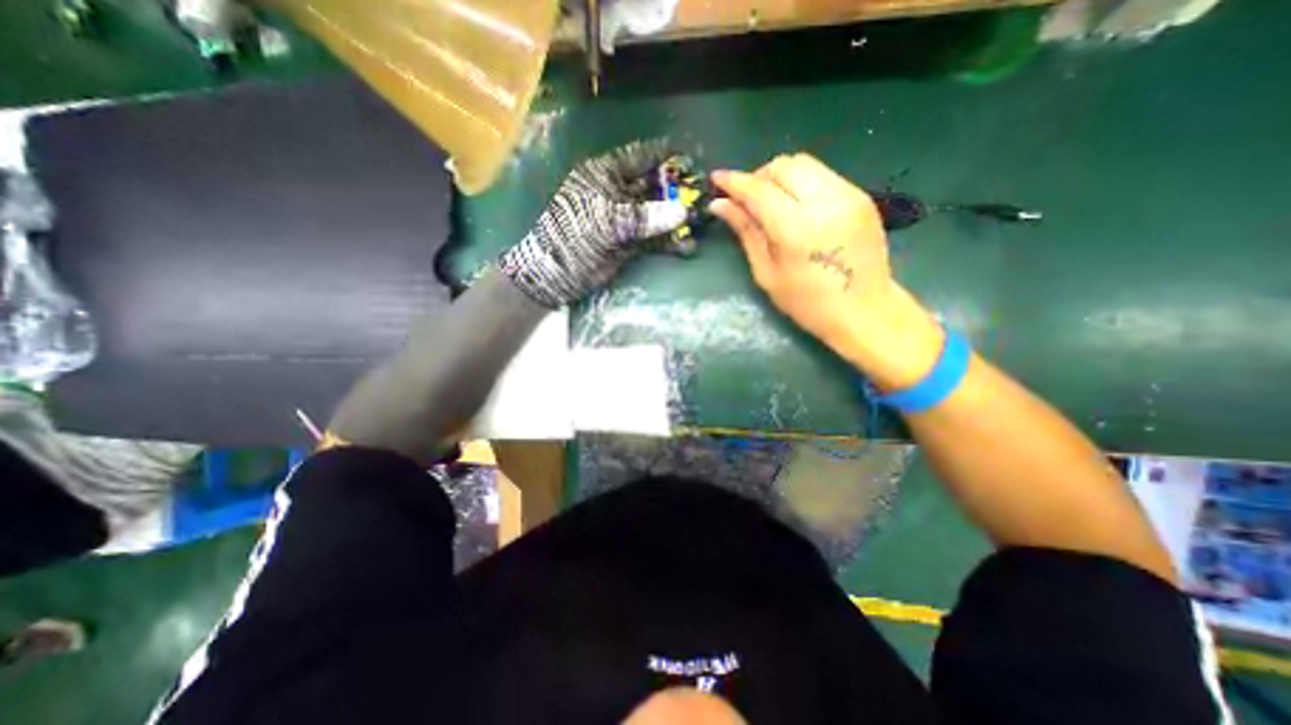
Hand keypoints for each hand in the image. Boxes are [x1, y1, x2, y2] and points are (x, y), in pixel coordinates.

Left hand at [497, 139, 691, 304]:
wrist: (557, 273)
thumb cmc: (575, 237)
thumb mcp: (608, 222)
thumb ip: (645, 216)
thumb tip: (682, 212)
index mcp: (606, 174)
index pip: (640, 157)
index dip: (666, 155)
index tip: (691, 156)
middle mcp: (618, 192)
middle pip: (653, 185)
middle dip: (677, 190)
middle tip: (704, 195)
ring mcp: (624, 218)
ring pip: (656, 212)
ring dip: (677, 218)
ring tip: (702, 223)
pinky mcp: (628, 241)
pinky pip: (653, 237)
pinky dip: (669, 242)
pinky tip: (687, 247)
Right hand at [712, 154, 946, 389]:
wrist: (865, 311)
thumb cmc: (808, 303)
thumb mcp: (767, 273)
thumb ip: (746, 232)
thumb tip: (720, 205)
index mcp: (796, 228)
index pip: (759, 189)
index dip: (734, 182)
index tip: (717, 179)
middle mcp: (825, 202)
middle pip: (783, 165)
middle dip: (758, 176)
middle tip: (747, 200)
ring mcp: (848, 195)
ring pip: (804, 164)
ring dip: (780, 177)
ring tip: (771, 203)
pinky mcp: (861, 196)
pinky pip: (823, 175)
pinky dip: (801, 183)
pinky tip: (797, 208)